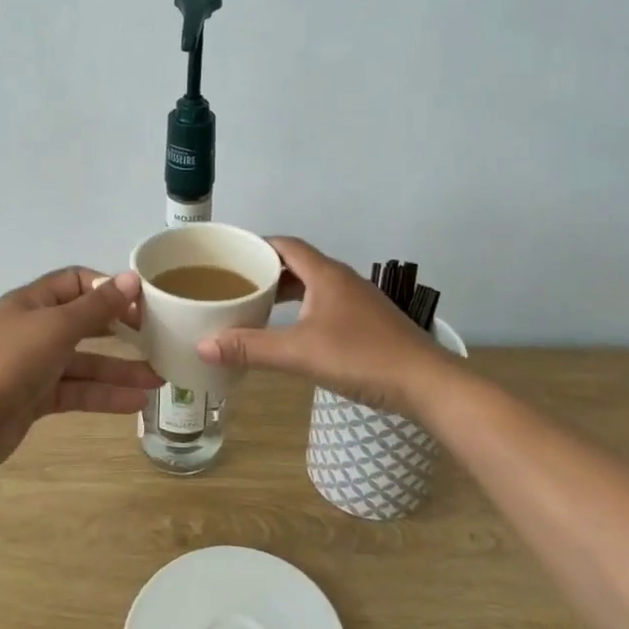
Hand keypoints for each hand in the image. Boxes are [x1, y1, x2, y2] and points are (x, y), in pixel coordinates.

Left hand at [0, 267, 161, 468]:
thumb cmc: (12, 361)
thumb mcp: (58, 327)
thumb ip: (98, 306)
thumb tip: (132, 278)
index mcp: (32, 302)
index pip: (76, 282)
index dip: (108, 288)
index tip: (141, 302)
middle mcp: (35, 329)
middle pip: (85, 323)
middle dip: (120, 331)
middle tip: (156, 337)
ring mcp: (36, 365)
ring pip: (85, 362)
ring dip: (119, 370)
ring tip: (157, 379)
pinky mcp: (38, 398)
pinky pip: (78, 391)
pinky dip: (104, 395)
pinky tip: (136, 402)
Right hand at [197, 237, 458, 417]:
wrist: (426, 383)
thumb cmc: (362, 358)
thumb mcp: (300, 353)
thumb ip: (251, 349)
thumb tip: (202, 345)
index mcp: (326, 274)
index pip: (285, 244)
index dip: (256, 245)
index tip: (228, 256)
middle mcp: (343, 279)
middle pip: (298, 264)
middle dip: (266, 271)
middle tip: (235, 285)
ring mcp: (359, 301)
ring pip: (313, 285)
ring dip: (285, 292)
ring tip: (257, 307)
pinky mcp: (369, 322)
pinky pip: (326, 304)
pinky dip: (303, 309)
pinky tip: (294, 332)